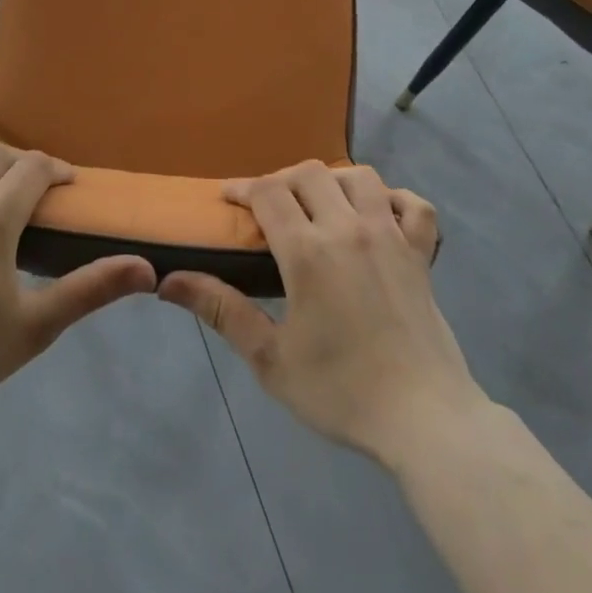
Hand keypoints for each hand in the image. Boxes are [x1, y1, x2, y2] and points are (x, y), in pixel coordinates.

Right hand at [160, 162, 480, 466]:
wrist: (423, 419)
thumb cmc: (340, 391)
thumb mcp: (269, 358)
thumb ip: (221, 310)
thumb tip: (168, 282)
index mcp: (307, 252)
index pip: (268, 192)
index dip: (242, 188)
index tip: (227, 198)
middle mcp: (349, 229)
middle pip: (309, 174)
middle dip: (281, 180)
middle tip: (268, 208)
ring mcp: (391, 236)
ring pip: (360, 177)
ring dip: (332, 182)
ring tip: (318, 206)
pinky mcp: (422, 254)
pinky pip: (414, 205)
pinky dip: (394, 200)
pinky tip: (379, 216)